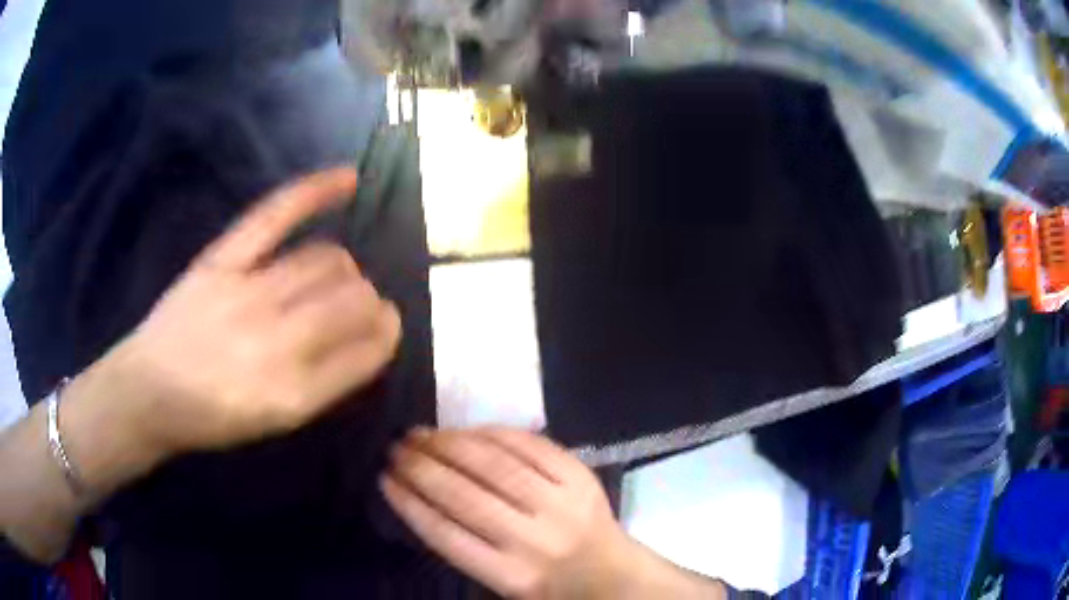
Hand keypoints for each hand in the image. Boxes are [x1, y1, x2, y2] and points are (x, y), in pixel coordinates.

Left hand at [111, 168, 400, 456]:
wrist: (147, 392)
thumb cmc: (212, 418)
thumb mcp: (275, 422)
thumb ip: (324, 383)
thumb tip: (365, 337)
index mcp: (292, 395)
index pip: (366, 351)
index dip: (386, 334)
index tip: (388, 327)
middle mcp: (275, 342)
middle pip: (351, 298)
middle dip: (369, 300)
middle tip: (356, 307)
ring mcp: (247, 293)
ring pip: (325, 259)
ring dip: (345, 267)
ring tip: (336, 276)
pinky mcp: (221, 260)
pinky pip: (275, 214)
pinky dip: (315, 191)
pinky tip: (348, 179)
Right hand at [381, 428, 632, 598]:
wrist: (610, 572)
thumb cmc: (546, 583)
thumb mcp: (502, 583)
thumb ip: (465, 547)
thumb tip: (419, 494)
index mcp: (511, 576)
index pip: (447, 536)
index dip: (411, 504)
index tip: (385, 480)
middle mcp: (534, 540)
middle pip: (466, 496)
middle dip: (422, 468)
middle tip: (397, 449)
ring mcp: (561, 504)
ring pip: (494, 465)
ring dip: (450, 444)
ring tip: (421, 435)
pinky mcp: (579, 477)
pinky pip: (529, 445)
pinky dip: (491, 433)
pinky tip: (465, 430)